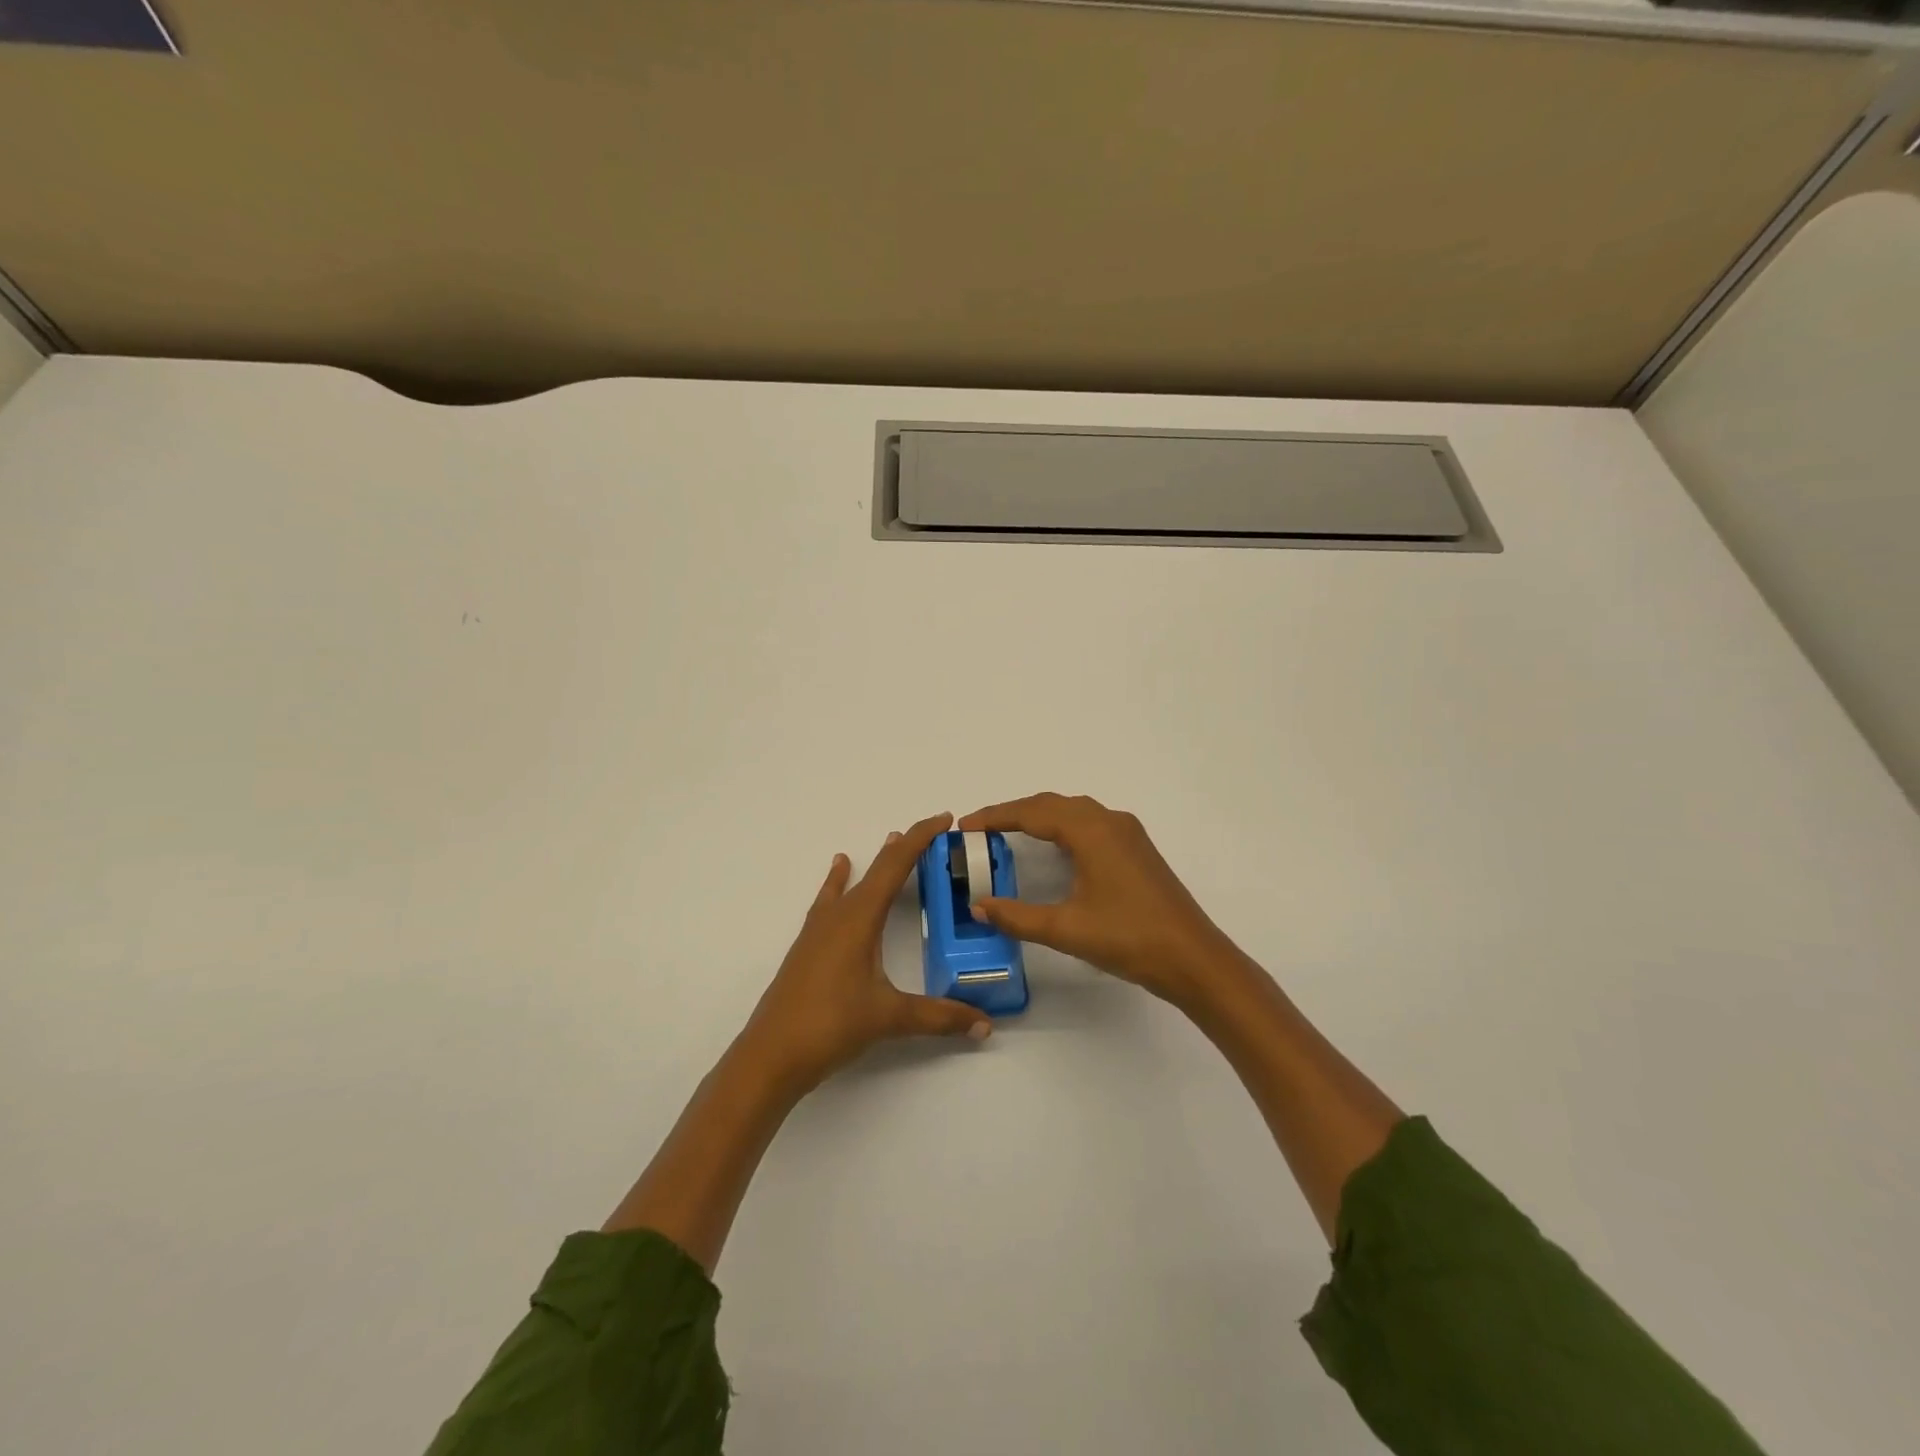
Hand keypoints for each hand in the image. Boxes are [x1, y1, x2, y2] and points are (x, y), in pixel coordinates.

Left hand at [736, 812, 991, 1096]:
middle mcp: (838, 915)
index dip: (921, 839)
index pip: (895, 866)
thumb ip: (939, 1016)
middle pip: (876, 869)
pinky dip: (840, 882)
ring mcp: (818, 930)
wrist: (770, 1055)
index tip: (945, 819)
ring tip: (891, 841)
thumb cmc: (830, 1025)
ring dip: (876, 863)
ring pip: (853, 883)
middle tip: (935, 834)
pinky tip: (839, 871)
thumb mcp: (889, 1018)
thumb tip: (984, 1024)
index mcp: (860, 918)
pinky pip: (830, 901)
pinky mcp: (808, 947)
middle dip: (906, 848)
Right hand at [960, 793, 1242, 1007]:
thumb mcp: (1066, 929)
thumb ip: (1017, 917)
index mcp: (1091, 831)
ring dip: (1040, 816)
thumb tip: (979, 907)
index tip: (964, 826)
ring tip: (1009, 832)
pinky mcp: (1137, 850)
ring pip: (1074, 811)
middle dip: (1014, 812)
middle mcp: (1110, 821)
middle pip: (1052, 804)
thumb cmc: (1129, 938)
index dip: (995, 816)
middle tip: (980, 829)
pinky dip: (1062, 826)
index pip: (1032, 812)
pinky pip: (1090, 824)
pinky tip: (1055, 847)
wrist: (1194, 959)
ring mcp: (1128, 834)